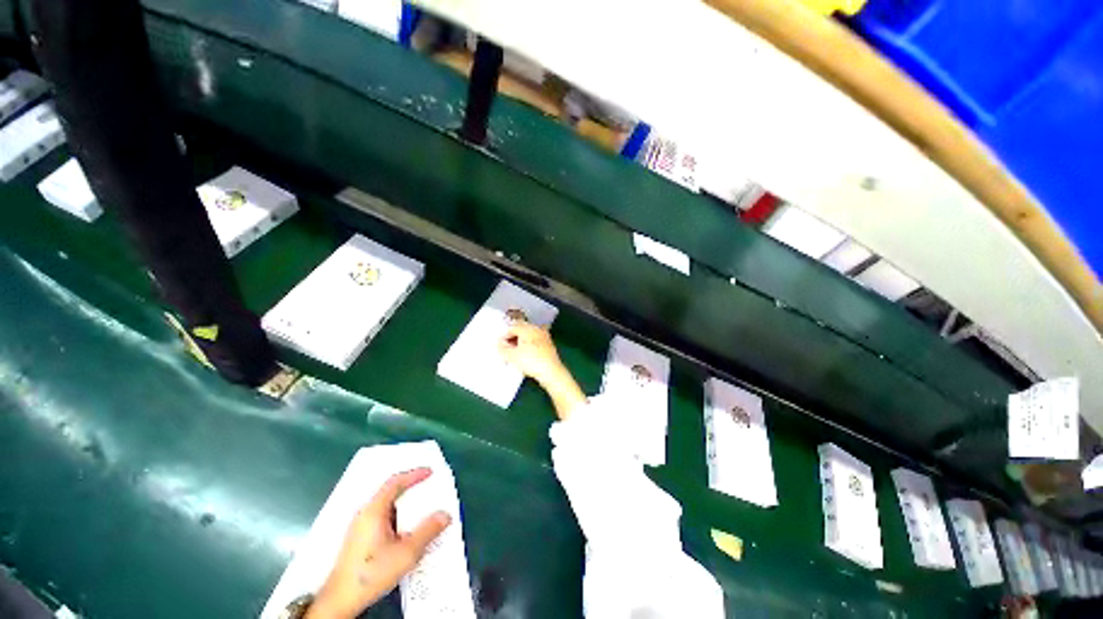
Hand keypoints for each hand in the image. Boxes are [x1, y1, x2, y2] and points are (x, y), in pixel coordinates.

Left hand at [307, 468, 451, 618]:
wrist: (339, 601)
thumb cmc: (371, 573)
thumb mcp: (406, 553)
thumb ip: (427, 531)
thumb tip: (445, 515)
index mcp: (374, 511)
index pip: (395, 482)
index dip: (414, 474)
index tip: (430, 471)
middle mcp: (364, 514)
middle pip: (389, 492)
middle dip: (410, 488)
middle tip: (428, 488)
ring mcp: (359, 527)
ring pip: (385, 506)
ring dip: (403, 504)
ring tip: (420, 509)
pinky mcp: (357, 539)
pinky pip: (381, 517)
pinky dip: (396, 516)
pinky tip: (404, 530)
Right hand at [498, 322, 567, 384]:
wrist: (551, 371)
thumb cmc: (531, 361)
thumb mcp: (512, 356)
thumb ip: (503, 348)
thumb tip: (499, 343)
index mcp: (527, 328)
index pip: (512, 327)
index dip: (504, 336)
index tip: (500, 345)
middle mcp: (536, 329)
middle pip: (521, 329)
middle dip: (513, 337)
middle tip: (507, 348)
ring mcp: (544, 336)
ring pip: (529, 335)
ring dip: (521, 341)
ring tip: (515, 353)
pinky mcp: (548, 344)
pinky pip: (535, 341)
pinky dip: (529, 345)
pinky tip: (526, 355)